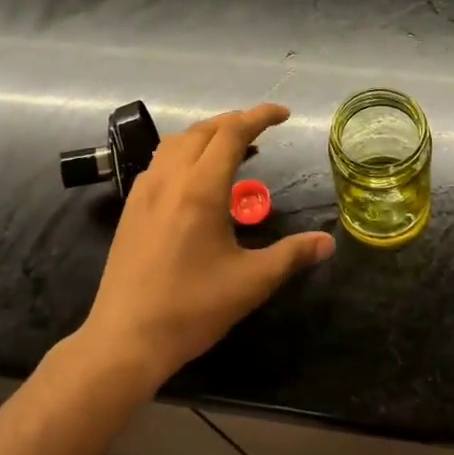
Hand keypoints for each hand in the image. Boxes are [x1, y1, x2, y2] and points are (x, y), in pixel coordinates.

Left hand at [81, 103, 334, 385]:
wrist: (125, 340)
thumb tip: (328, 242)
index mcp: (200, 189)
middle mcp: (169, 179)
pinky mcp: (131, 209)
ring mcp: (144, 192)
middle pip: (203, 130)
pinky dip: (184, 154)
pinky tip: (196, 181)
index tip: (284, 115)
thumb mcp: (251, 282)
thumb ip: (292, 255)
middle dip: (234, 122)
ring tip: (233, 152)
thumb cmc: (191, 308)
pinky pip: (160, 162)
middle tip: (262, 132)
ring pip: (176, 143)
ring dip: (207, 136)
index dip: (260, 116)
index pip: (232, 133)